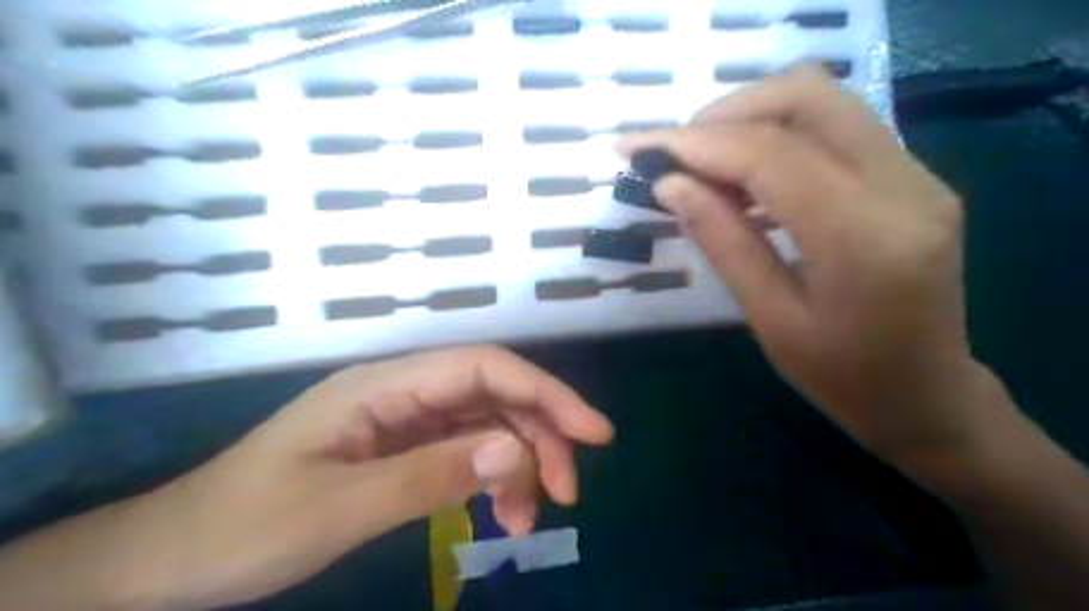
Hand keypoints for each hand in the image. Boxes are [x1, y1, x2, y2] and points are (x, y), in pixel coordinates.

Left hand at [119, 349, 616, 610]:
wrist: (169, 561)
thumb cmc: (242, 530)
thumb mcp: (339, 508)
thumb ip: (430, 475)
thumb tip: (517, 451)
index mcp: (384, 386)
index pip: (484, 369)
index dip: (545, 392)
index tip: (594, 433)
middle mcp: (401, 392)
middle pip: (493, 395)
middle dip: (540, 436)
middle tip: (567, 494)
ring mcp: (402, 420)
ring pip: (485, 424)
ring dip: (518, 464)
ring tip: (528, 519)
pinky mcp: (400, 449)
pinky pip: (463, 452)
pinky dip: (490, 479)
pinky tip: (499, 513)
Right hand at [621, 68, 988, 472]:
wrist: (927, 395)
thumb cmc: (842, 377)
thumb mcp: (770, 319)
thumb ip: (722, 242)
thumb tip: (670, 185)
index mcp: (865, 238)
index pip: (772, 155)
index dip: (698, 145)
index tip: (641, 150)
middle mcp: (905, 186)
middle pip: (805, 97)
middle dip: (725, 115)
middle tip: (675, 156)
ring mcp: (916, 174)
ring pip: (821, 100)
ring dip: (749, 119)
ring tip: (701, 166)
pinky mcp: (910, 176)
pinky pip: (833, 127)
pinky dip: (776, 136)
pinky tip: (744, 179)